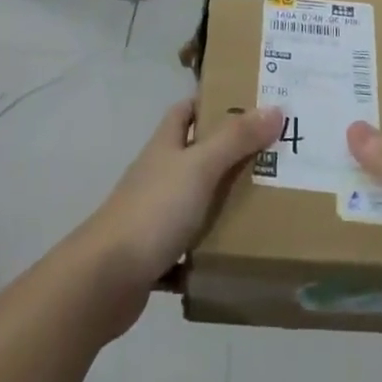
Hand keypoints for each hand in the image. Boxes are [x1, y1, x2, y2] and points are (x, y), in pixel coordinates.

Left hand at [77, 99, 283, 332]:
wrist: (105, 278)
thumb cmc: (154, 210)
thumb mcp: (200, 167)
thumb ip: (235, 139)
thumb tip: (275, 107)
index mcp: (165, 145)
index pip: (186, 110)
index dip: (212, 102)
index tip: (249, 104)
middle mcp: (158, 174)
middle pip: (197, 154)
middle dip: (231, 153)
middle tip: (273, 156)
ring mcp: (154, 214)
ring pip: (196, 199)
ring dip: (223, 201)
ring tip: (267, 203)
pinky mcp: (155, 252)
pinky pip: (189, 245)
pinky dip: (209, 247)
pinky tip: (236, 254)